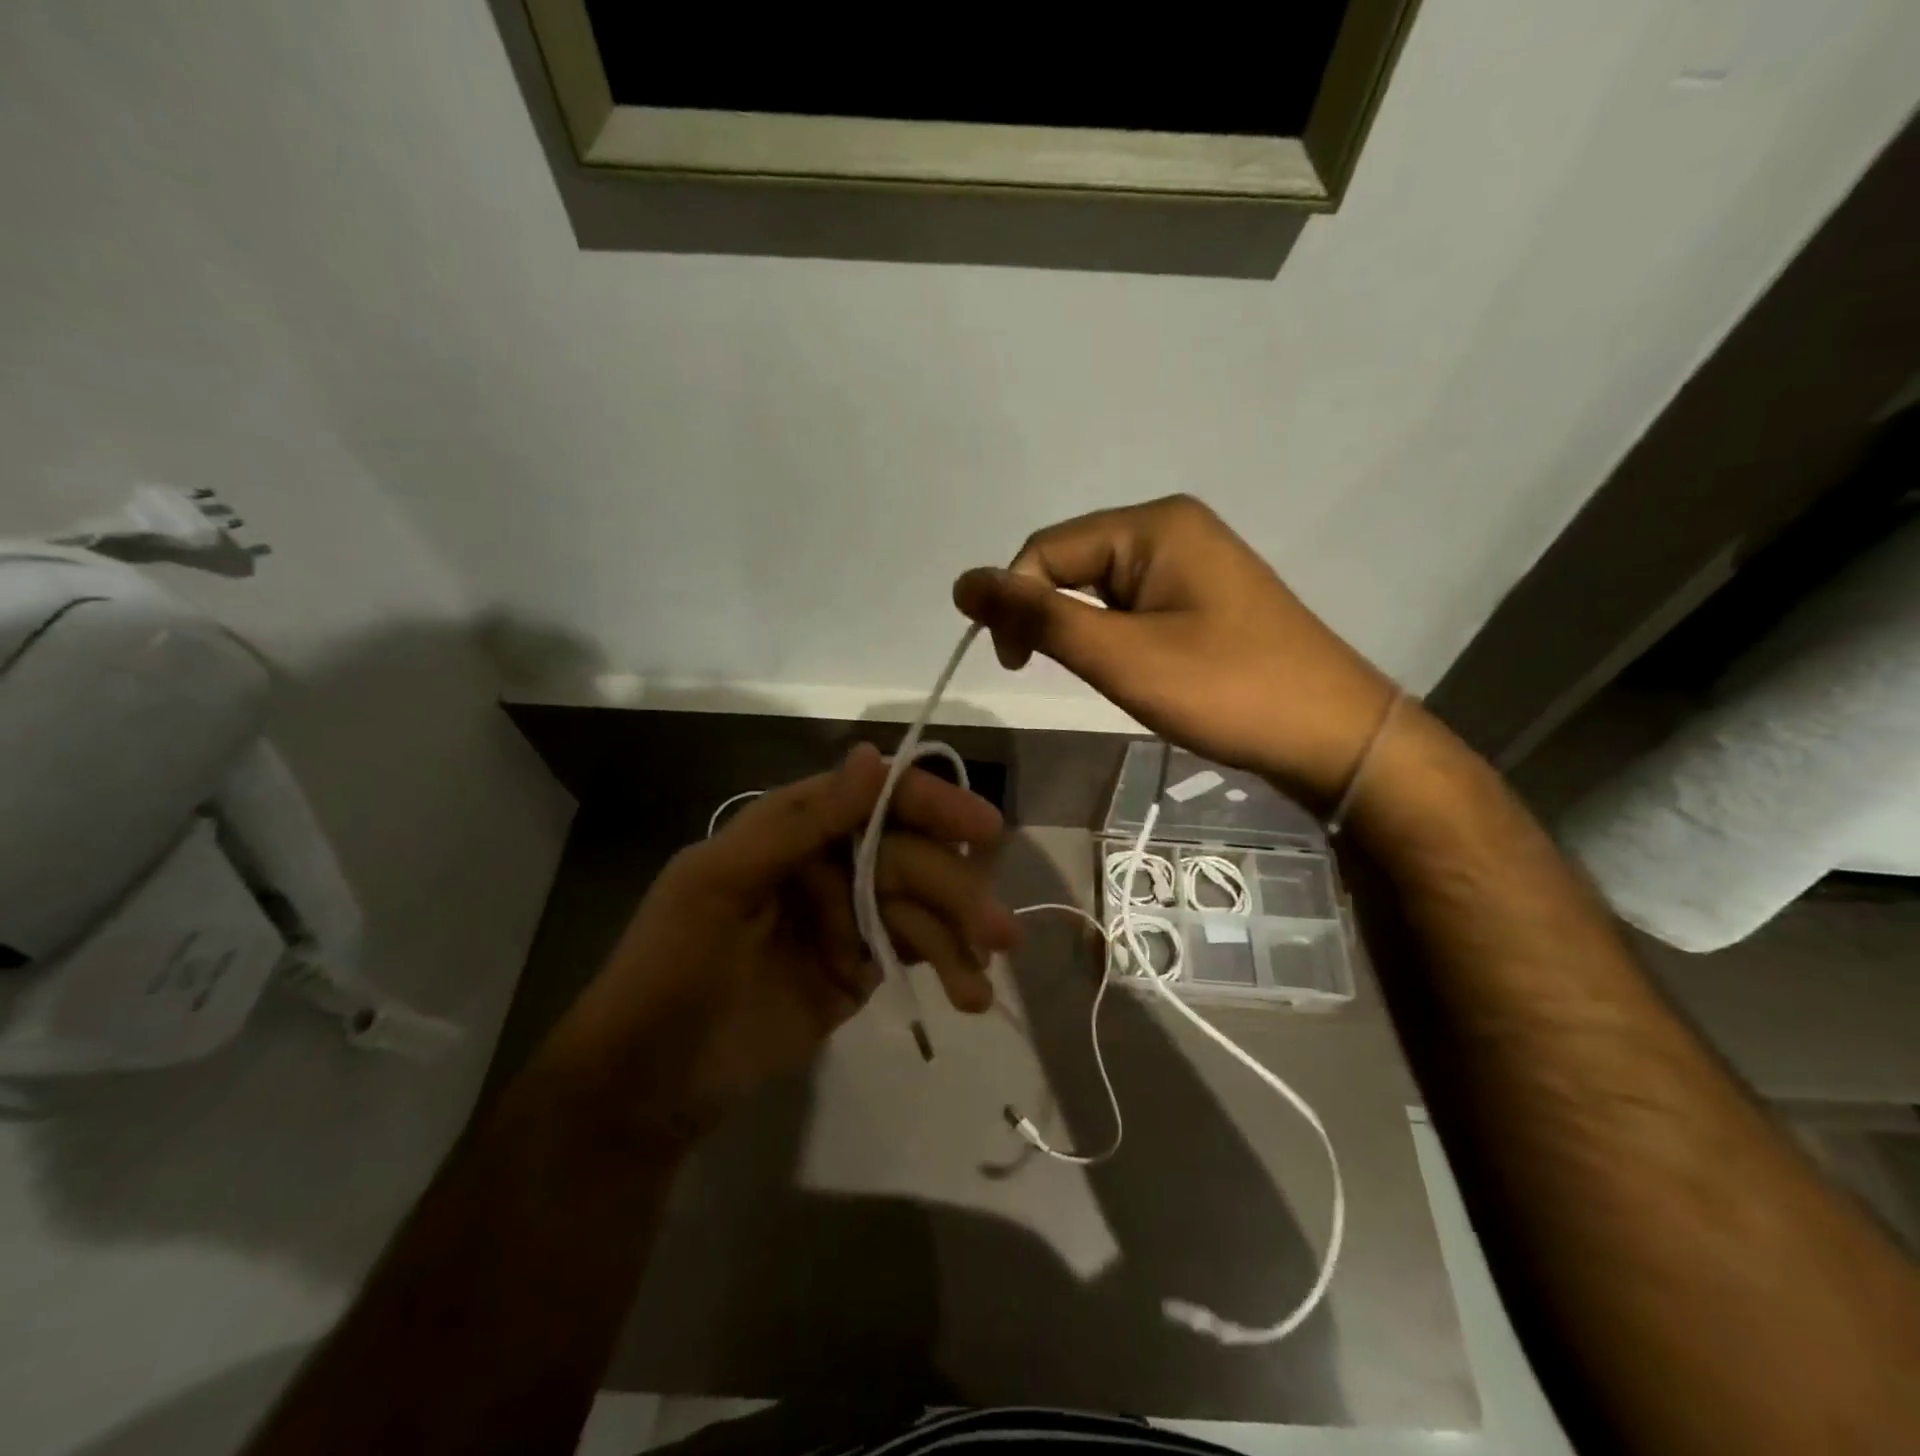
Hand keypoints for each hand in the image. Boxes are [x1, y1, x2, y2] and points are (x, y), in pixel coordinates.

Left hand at [535, 744, 1012, 1142]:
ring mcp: (845, 917)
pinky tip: (968, 992)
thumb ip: (802, 824)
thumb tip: (872, 755)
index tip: (981, 829)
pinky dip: (945, 967)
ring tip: (979, 983)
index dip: (929, 805)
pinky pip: (913, 951)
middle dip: (952, 890)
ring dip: (956, 938)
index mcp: (790, 828)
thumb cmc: (670, 969)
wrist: (646, 1085)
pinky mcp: (860, 968)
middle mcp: (826, 861)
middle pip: (906, 857)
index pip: (871, 797)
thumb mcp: (722, 885)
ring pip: (918, 908)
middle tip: (1000, 930)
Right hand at [953, 495, 1396, 808]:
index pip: (1047, 548)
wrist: (1333, 736)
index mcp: (1154, 525)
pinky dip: (1117, 638)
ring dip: (1087, 632)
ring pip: (1102, 589)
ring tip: (1114, 677)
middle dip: (1055, 618)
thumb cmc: (1225, 691)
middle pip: (1075, 562)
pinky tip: (1138, 670)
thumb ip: (1039, 617)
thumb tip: (963, 581)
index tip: (1012, 666)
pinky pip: (1134, 605)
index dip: (1014, 602)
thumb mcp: (1121, 656)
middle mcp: (1173, 528)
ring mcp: (1194, 562)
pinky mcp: (1204, 597)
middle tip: (1073, 676)